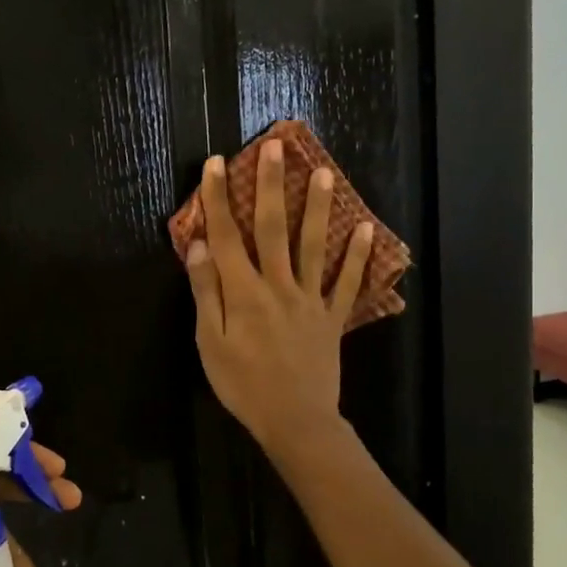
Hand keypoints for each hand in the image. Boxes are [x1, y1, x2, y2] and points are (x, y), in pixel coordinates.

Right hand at [184, 141, 373, 453]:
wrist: (294, 420)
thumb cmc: (243, 384)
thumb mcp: (209, 343)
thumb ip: (205, 291)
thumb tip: (199, 245)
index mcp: (243, 292)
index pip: (227, 235)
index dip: (219, 198)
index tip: (218, 163)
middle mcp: (277, 285)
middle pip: (273, 228)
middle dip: (272, 185)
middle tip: (277, 146)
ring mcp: (309, 299)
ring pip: (313, 246)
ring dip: (318, 208)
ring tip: (324, 172)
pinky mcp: (331, 317)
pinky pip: (347, 284)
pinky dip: (357, 257)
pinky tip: (366, 230)